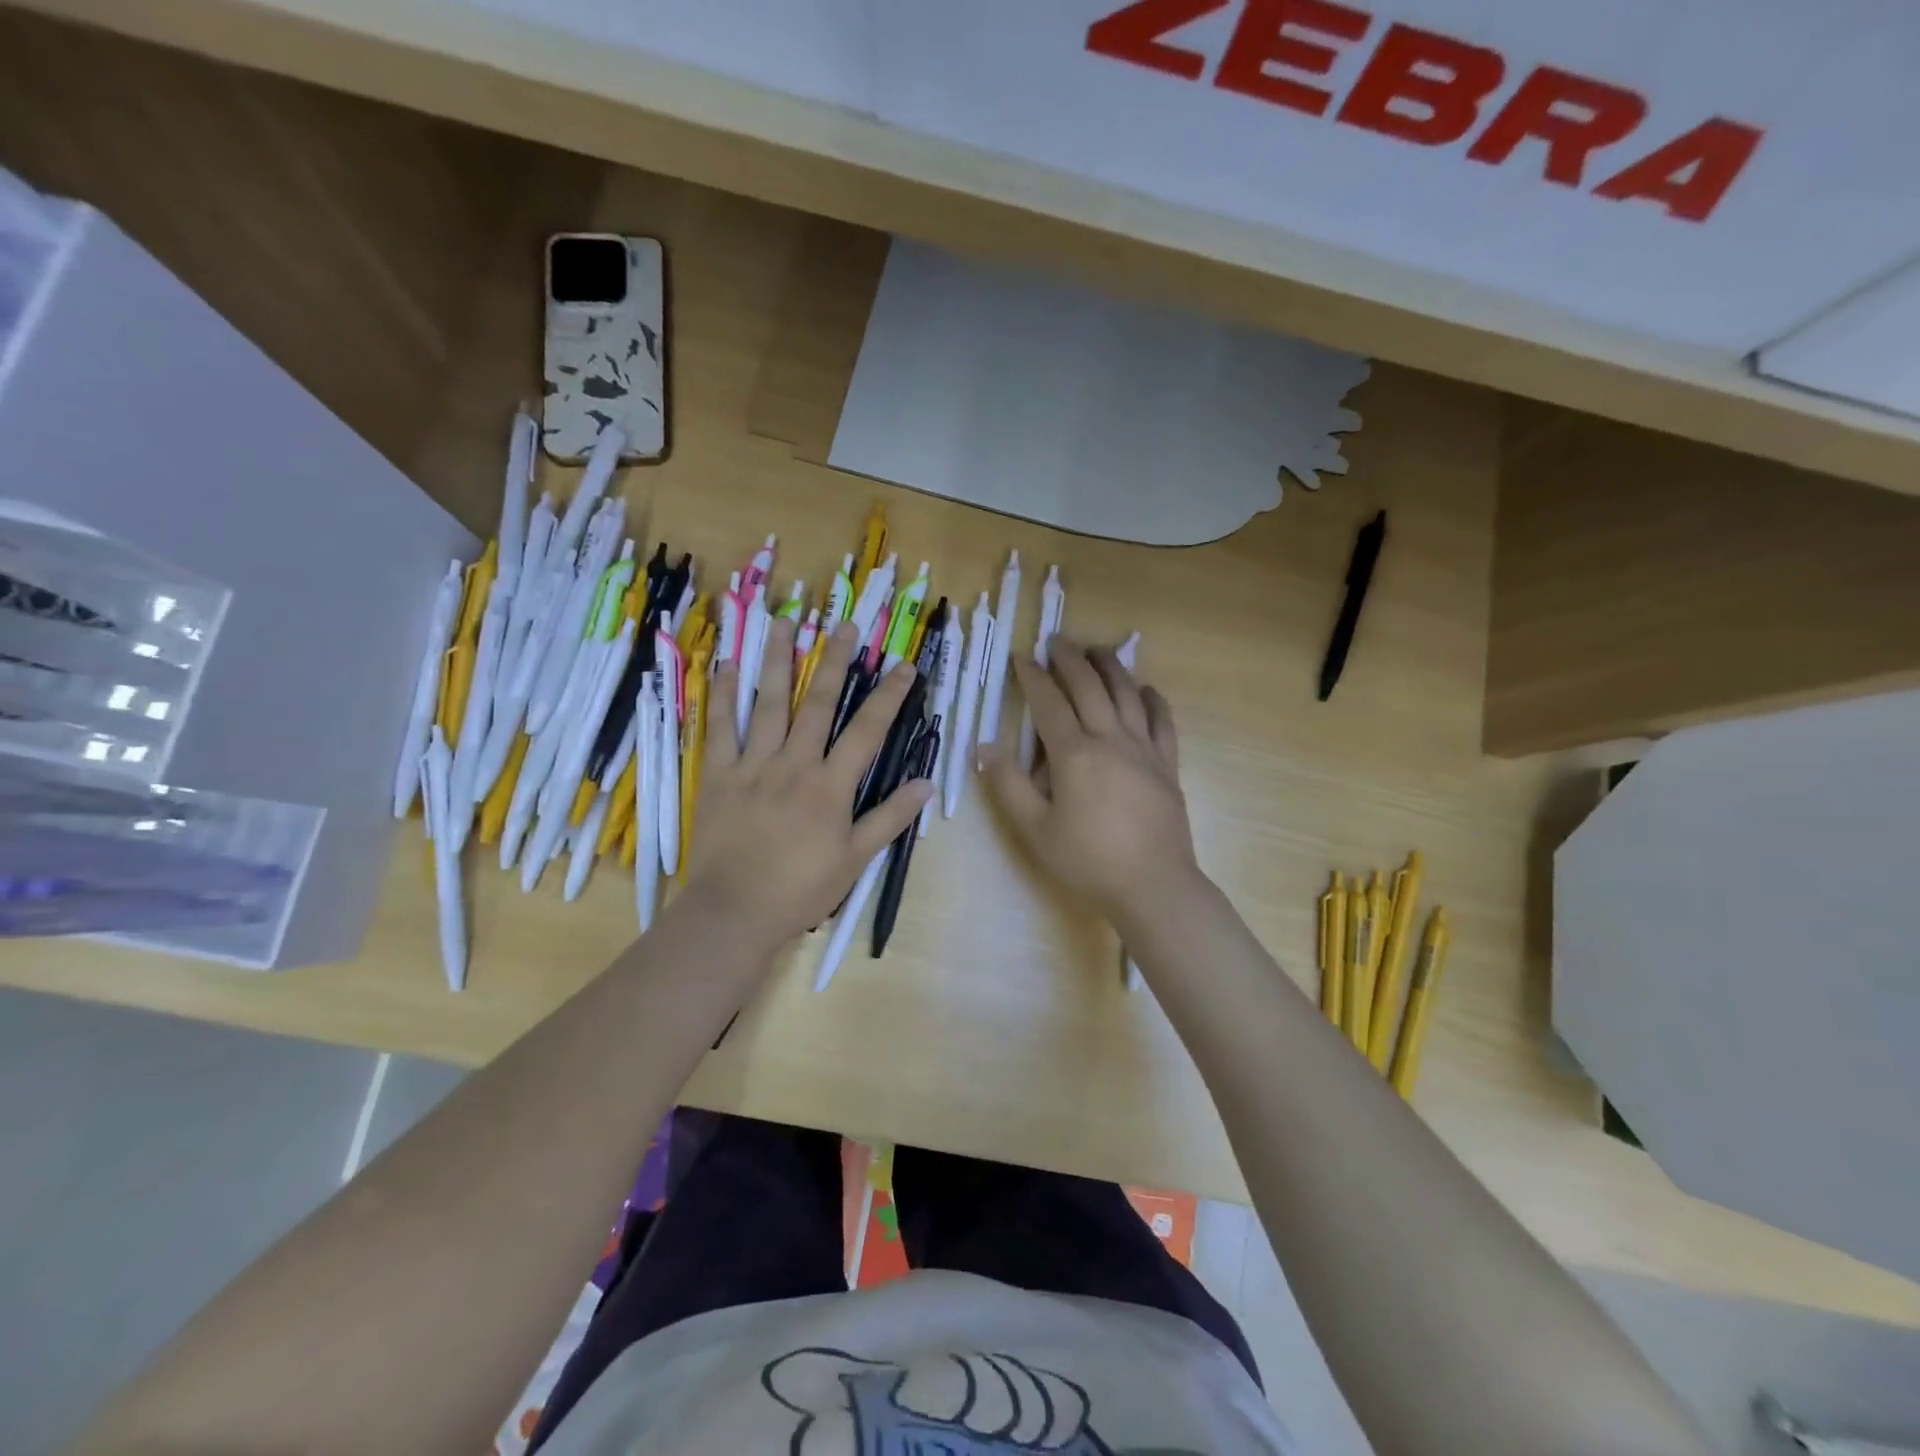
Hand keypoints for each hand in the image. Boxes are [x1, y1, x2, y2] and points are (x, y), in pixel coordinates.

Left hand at [683, 619, 932, 946]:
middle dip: (836, 662)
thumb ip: (890, 818)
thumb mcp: (856, 859)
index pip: (867, 730)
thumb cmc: (801, 888)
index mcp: (831, 785)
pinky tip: (725, 665)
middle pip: (818, 703)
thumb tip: (926, 784)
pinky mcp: (719, 775)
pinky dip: (722, 695)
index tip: (905, 665)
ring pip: (768, 704)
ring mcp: (753, 765)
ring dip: (779, 662)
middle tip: (846, 625)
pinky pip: (720, 728)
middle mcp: (794, 764)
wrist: (734, 910)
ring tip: (785, 624)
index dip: (889, 696)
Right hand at [982, 639, 1196, 927]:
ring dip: (1111, 667)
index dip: (1033, 677)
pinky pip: (1162, 720)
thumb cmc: (1087, 860)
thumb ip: (1008, 785)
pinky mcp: (1167, 764)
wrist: (1153, 885)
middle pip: (1089, 687)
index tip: (1021, 657)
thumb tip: (983, 747)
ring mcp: (1144, 749)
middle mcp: (1110, 739)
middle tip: (1057, 640)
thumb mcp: (1034, 829)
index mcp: (1074, 754)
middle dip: (1070, 659)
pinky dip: (1152, 699)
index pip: (1049, 703)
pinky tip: (1145, 689)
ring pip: (1127, 694)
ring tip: (1098, 650)